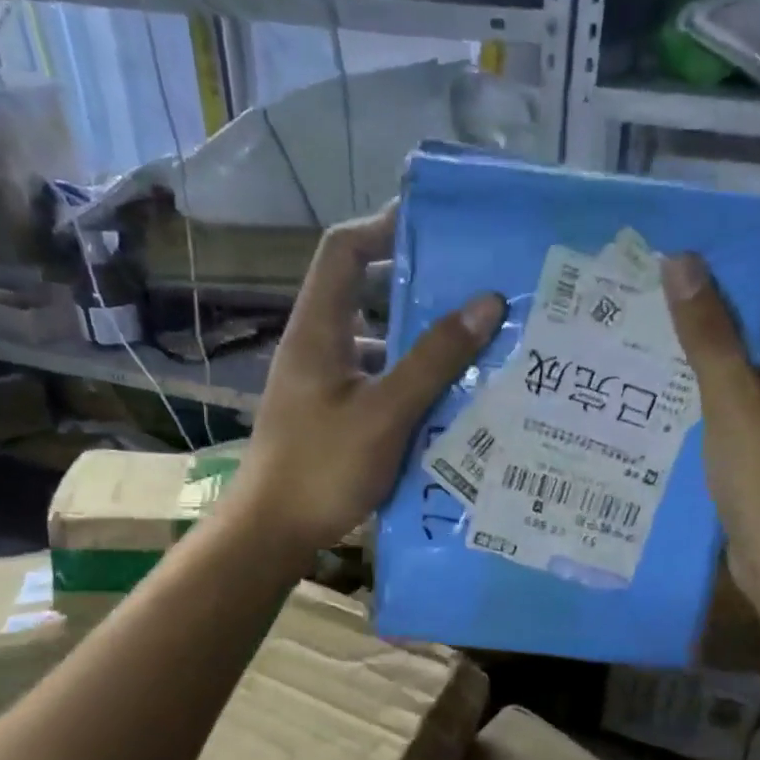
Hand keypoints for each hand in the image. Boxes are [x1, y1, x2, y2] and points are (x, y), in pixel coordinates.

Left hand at [234, 201, 504, 552]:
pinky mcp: (334, 418)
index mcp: (318, 330)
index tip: (436, 228)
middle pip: (367, 296)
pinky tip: (450, 404)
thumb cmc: (322, 467)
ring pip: (379, 347)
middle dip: (420, 291)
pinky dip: (412, 385)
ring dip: (422, 345)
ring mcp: (325, 385)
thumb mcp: (385, 412)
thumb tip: (487, 302)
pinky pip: (380, 384)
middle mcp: (318, 348)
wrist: (273, 533)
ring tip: (477, 351)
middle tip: (476, 295)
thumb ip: (434, 359)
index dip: (383, 226)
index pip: (344, 250)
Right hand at [660, 248, 759, 587]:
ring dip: (722, 347)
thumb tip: (682, 261)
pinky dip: (721, 389)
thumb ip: (709, 333)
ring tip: (665, 323)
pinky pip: (750, 401)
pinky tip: (675, 384)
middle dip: (735, 300)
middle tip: (676, 279)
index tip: (719, 235)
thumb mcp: (735, 400)